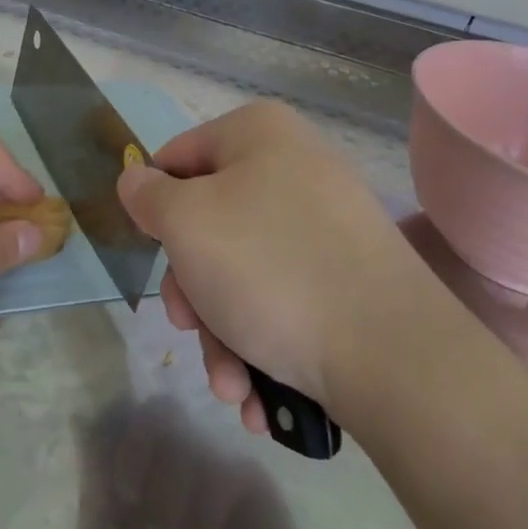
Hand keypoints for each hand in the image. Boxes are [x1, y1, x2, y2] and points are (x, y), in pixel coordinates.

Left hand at [75, 398, 314, 528]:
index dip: (109, 435)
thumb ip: (93, 486)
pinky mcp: (248, 482)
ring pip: (180, 440)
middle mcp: (171, 463)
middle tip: (128, 502)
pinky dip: (201, 522)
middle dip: (133, 455)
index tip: (111, 484)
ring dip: (165, 511)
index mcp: (131, 477)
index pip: (115, 418)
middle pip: (149, 412)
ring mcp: (211, 467)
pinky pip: (218, 469)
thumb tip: (80, 415)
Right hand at [116, 101, 423, 433]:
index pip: (176, 158)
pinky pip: (285, 298)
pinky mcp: (350, 277)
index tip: (153, 253)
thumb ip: (147, 195)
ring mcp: (328, 226)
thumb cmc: (268, 269)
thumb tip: (136, 180)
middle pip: (209, 225)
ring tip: (232, 385)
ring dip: (222, 335)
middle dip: (192, 291)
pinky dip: (263, 344)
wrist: (390, 354)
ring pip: (243, 274)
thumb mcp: (185, 223)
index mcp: (259, 134)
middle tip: (188, 328)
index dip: (155, 207)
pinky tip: (258, 394)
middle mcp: (296, 168)